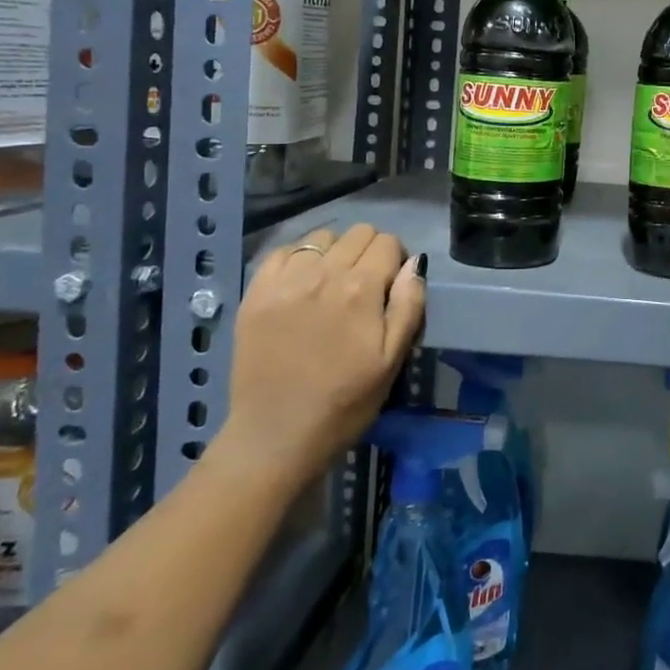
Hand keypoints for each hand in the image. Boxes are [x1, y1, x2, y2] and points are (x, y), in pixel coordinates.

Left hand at [223, 224, 426, 486]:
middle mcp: (323, 274)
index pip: (388, 243)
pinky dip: (297, 259)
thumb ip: (409, 305)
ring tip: (331, 284)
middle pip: (358, 233)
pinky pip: (282, 252)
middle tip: (365, 287)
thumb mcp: (393, 359)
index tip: (391, 287)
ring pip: (321, 237)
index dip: (396, 260)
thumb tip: (414, 263)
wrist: (276, 436)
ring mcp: (284, 282)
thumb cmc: (345, 402)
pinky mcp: (255, 294)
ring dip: (334, 253)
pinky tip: (301, 285)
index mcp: (361, 289)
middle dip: (369, 252)